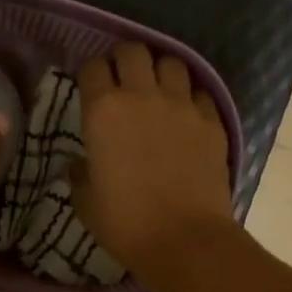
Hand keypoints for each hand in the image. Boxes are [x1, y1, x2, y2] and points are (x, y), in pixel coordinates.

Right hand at [73, 43, 235, 291]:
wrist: (184, 240)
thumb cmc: (126, 224)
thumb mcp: (86, 203)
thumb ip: (80, 175)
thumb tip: (79, 165)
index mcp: (103, 111)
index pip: (93, 67)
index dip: (91, 74)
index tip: (91, 88)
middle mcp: (143, 96)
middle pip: (134, 51)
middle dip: (125, 60)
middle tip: (124, 82)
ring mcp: (182, 105)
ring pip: (172, 63)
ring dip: (161, 72)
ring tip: (159, 92)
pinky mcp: (212, 121)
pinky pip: (200, 93)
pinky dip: (191, 98)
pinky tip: (186, 116)